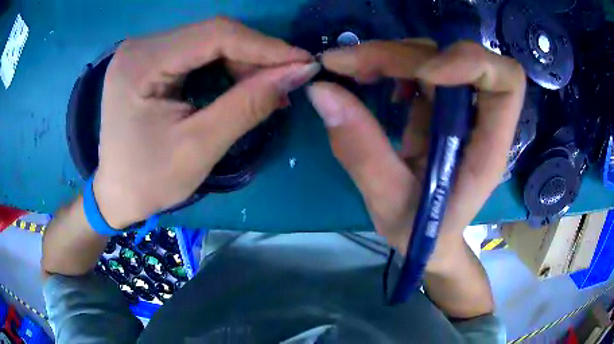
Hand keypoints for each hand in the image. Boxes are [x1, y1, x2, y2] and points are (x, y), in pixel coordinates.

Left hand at [94, 17, 319, 227]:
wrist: (116, 194)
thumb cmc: (149, 181)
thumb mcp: (199, 148)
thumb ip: (248, 105)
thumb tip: (298, 73)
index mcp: (141, 64)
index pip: (214, 34)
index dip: (265, 46)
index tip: (303, 63)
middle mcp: (140, 46)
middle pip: (212, 34)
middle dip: (256, 56)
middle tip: (287, 82)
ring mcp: (144, 51)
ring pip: (209, 41)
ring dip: (243, 62)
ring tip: (267, 89)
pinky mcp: (150, 60)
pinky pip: (198, 52)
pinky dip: (226, 66)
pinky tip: (241, 85)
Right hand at [307, 40, 525, 259]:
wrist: (428, 239)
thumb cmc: (420, 232)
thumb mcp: (388, 202)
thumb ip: (360, 149)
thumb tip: (322, 90)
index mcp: (488, 147)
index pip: (507, 81)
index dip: (471, 62)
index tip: (424, 73)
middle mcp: (480, 118)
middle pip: (456, 57)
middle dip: (401, 54)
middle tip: (345, 65)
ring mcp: (460, 107)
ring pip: (432, 55)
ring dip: (389, 55)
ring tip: (349, 71)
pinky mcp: (440, 104)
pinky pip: (418, 67)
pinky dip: (389, 65)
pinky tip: (371, 82)